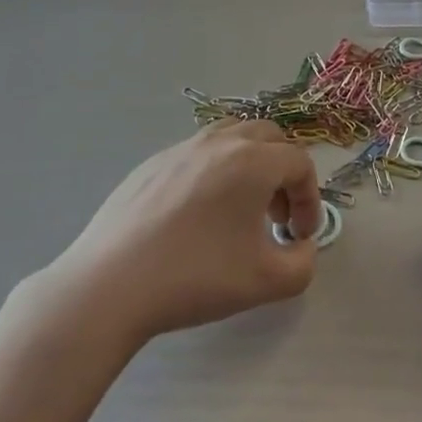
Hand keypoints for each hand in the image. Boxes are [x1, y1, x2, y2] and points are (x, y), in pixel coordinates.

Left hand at [50, 119, 323, 344]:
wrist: (111, 284)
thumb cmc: (196, 277)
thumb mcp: (267, 282)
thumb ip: (303, 263)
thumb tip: (301, 245)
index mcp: (253, 160)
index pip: (300, 163)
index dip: (310, 199)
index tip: (299, 236)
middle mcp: (221, 141)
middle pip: (269, 138)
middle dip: (282, 173)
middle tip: (275, 216)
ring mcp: (182, 147)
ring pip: (232, 137)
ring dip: (249, 165)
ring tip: (239, 210)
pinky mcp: (153, 162)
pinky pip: (198, 153)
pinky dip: (214, 172)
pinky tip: (197, 217)